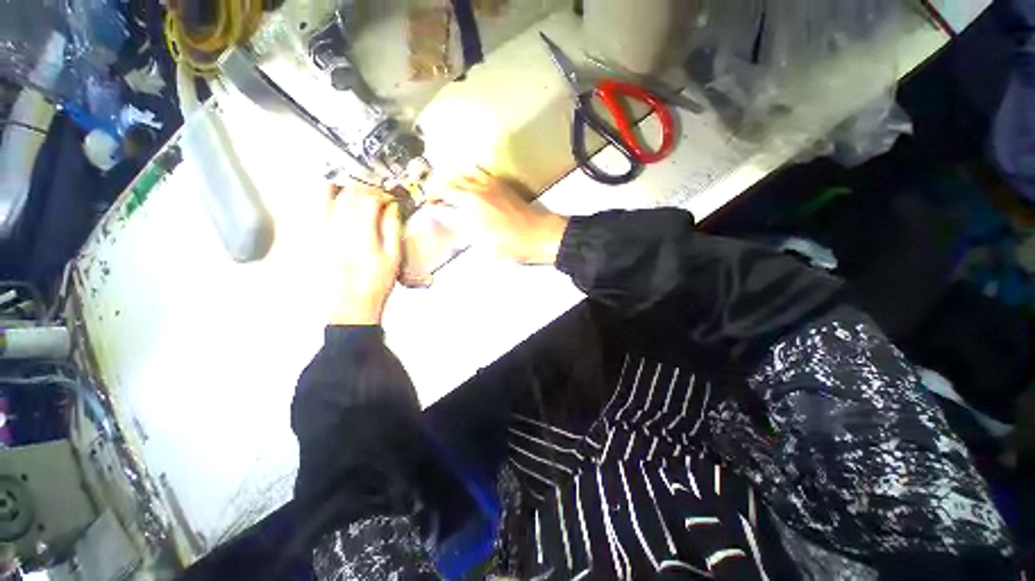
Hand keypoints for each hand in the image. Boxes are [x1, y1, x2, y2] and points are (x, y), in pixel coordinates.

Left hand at [326, 180, 401, 325]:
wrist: (351, 303)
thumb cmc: (376, 283)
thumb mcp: (393, 258)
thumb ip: (392, 229)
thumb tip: (392, 209)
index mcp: (363, 234)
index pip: (370, 201)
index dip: (381, 195)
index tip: (389, 198)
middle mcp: (341, 229)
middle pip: (351, 195)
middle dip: (366, 189)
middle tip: (377, 195)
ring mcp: (326, 231)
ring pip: (333, 198)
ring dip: (347, 189)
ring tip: (358, 192)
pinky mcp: (318, 237)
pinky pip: (318, 209)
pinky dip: (324, 196)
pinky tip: (331, 191)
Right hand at [433, 168, 568, 264]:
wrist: (534, 233)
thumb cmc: (508, 245)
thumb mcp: (482, 245)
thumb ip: (464, 230)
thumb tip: (454, 221)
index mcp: (466, 214)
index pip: (441, 208)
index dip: (432, 208)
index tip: (427, 208)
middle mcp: (472, 195)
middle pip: (446, 187)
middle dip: (435, 191)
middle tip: (431, 196)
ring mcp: (485, 186)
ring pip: (459, 176)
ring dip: (449, 181)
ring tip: (446, 187)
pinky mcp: (497, 182)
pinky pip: (477, 171)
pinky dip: (467, 173)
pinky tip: (467, 178)